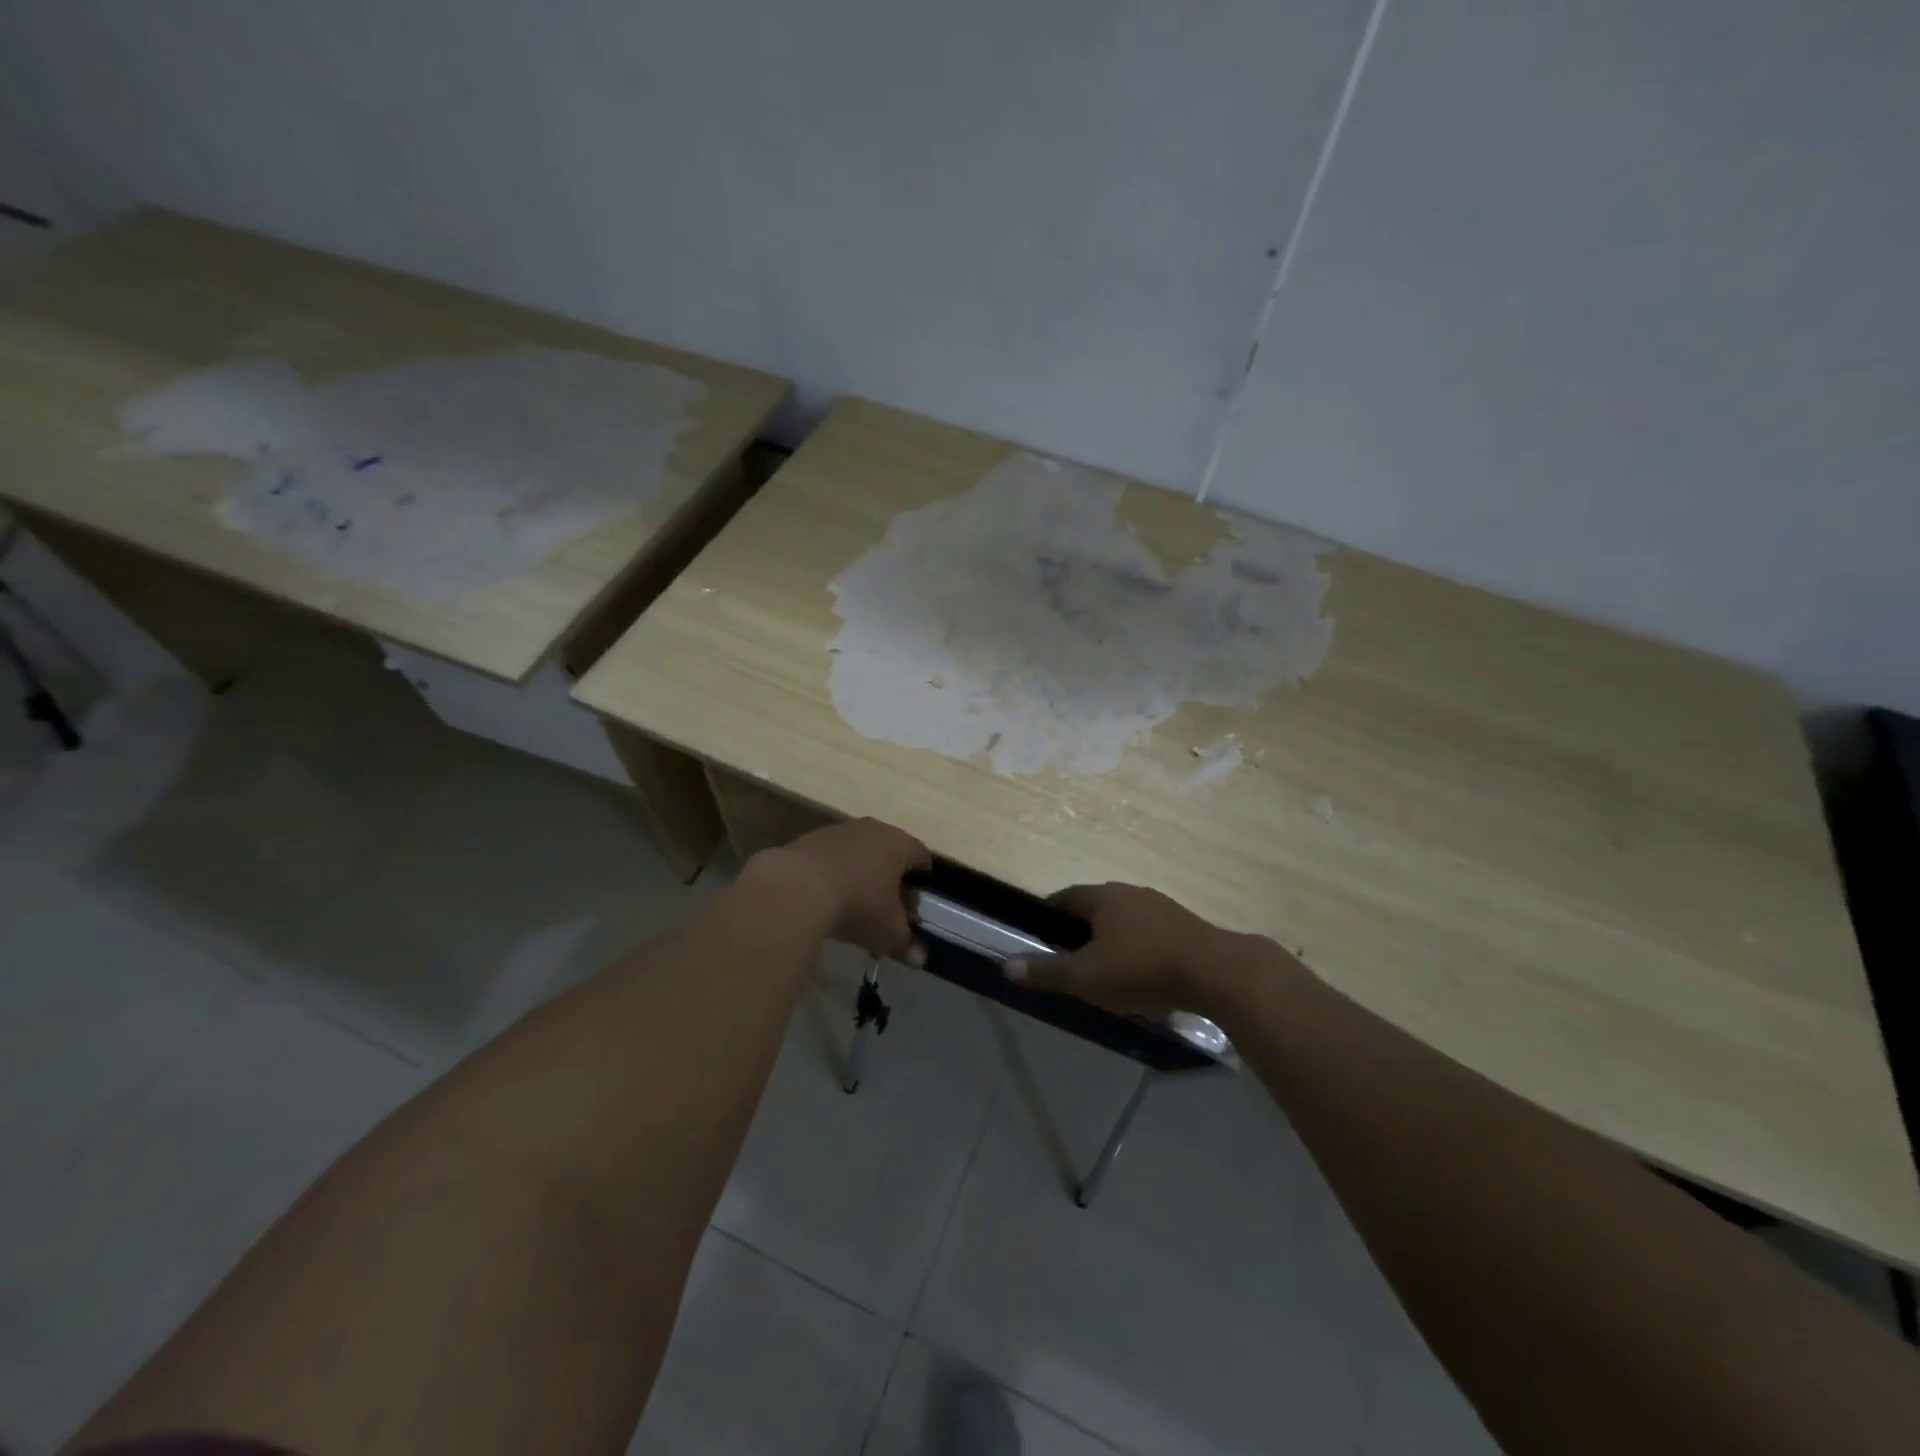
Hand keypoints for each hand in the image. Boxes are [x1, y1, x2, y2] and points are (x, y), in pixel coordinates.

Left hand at [763, 818, 930, 959]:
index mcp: (899, 844)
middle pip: (889, 851)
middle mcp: (872, 829)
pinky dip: (832, 874)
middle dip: (890, 876)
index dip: (923, 881)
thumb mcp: (888, 932)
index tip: (917, 903)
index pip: (922, 857)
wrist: (795, 889)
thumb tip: (919, 958)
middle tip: (887, 906)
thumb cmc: (858, 905)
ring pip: (858, 852)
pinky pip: (830, 857)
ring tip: (852, 904)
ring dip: (859, 873)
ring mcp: (838, 831)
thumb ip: (906, 943)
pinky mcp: (808, 839)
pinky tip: (824, 899)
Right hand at [1005, 882, 1250, 1016]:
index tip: (1038, 935)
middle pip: (1094, 907)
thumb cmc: (1141, 969)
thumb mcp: (1086, 978)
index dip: (1048, 915)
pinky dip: (1138, 947)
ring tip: (1105, 968)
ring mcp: (1160, 905)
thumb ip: (1046, 972)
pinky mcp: (1184, 924)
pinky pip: (1149, 931)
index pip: (1064, 898)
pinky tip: (1142, 972)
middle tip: (1069, 958)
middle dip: (1079, 929)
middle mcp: (1129, 892)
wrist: (1216, 972)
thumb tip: (1005, 966)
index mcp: (1102, 897)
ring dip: (1111, 938)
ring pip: (1124, 919)